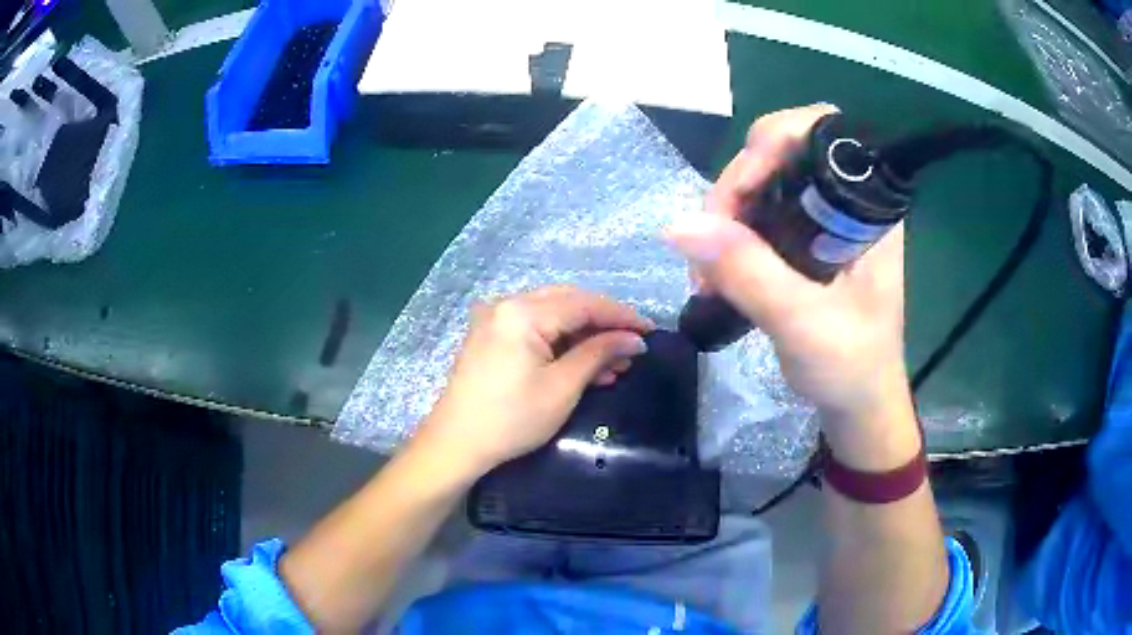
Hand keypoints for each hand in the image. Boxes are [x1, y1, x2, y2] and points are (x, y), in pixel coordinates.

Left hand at [413, 286, 653, 477]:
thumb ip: (599, 353)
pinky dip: (562, 344)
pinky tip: (585, 366)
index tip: (650, 331)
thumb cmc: (511, 419)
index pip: (584, 304)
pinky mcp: (492, 337)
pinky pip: (536, 330)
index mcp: (523, 312)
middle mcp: (508, 305)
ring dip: (585, 336)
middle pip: (568, 303)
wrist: (456, 444)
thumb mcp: (562, 387)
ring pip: (554, 316)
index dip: (621, 316)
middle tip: (633, 346)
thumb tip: (634, 339)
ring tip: (615, 364)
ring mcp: (496, 320)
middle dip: (603, 324)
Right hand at [665, 104, 910, 430]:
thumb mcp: (802, 323)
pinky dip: (728, 234)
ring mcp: (823, 218)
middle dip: (737, 186)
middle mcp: (845, 200)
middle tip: (710, 242)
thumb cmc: (851, 367)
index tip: (736, 196)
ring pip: (762, 181)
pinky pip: (756, 212)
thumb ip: (749, 273)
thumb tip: (678, 225)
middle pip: (780, 150)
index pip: (819, 130)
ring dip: (725, 215)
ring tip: (705, 269)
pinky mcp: (803, 239)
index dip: (772, 144)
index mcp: (866, 206)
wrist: (858, 405)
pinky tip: (714, 270)